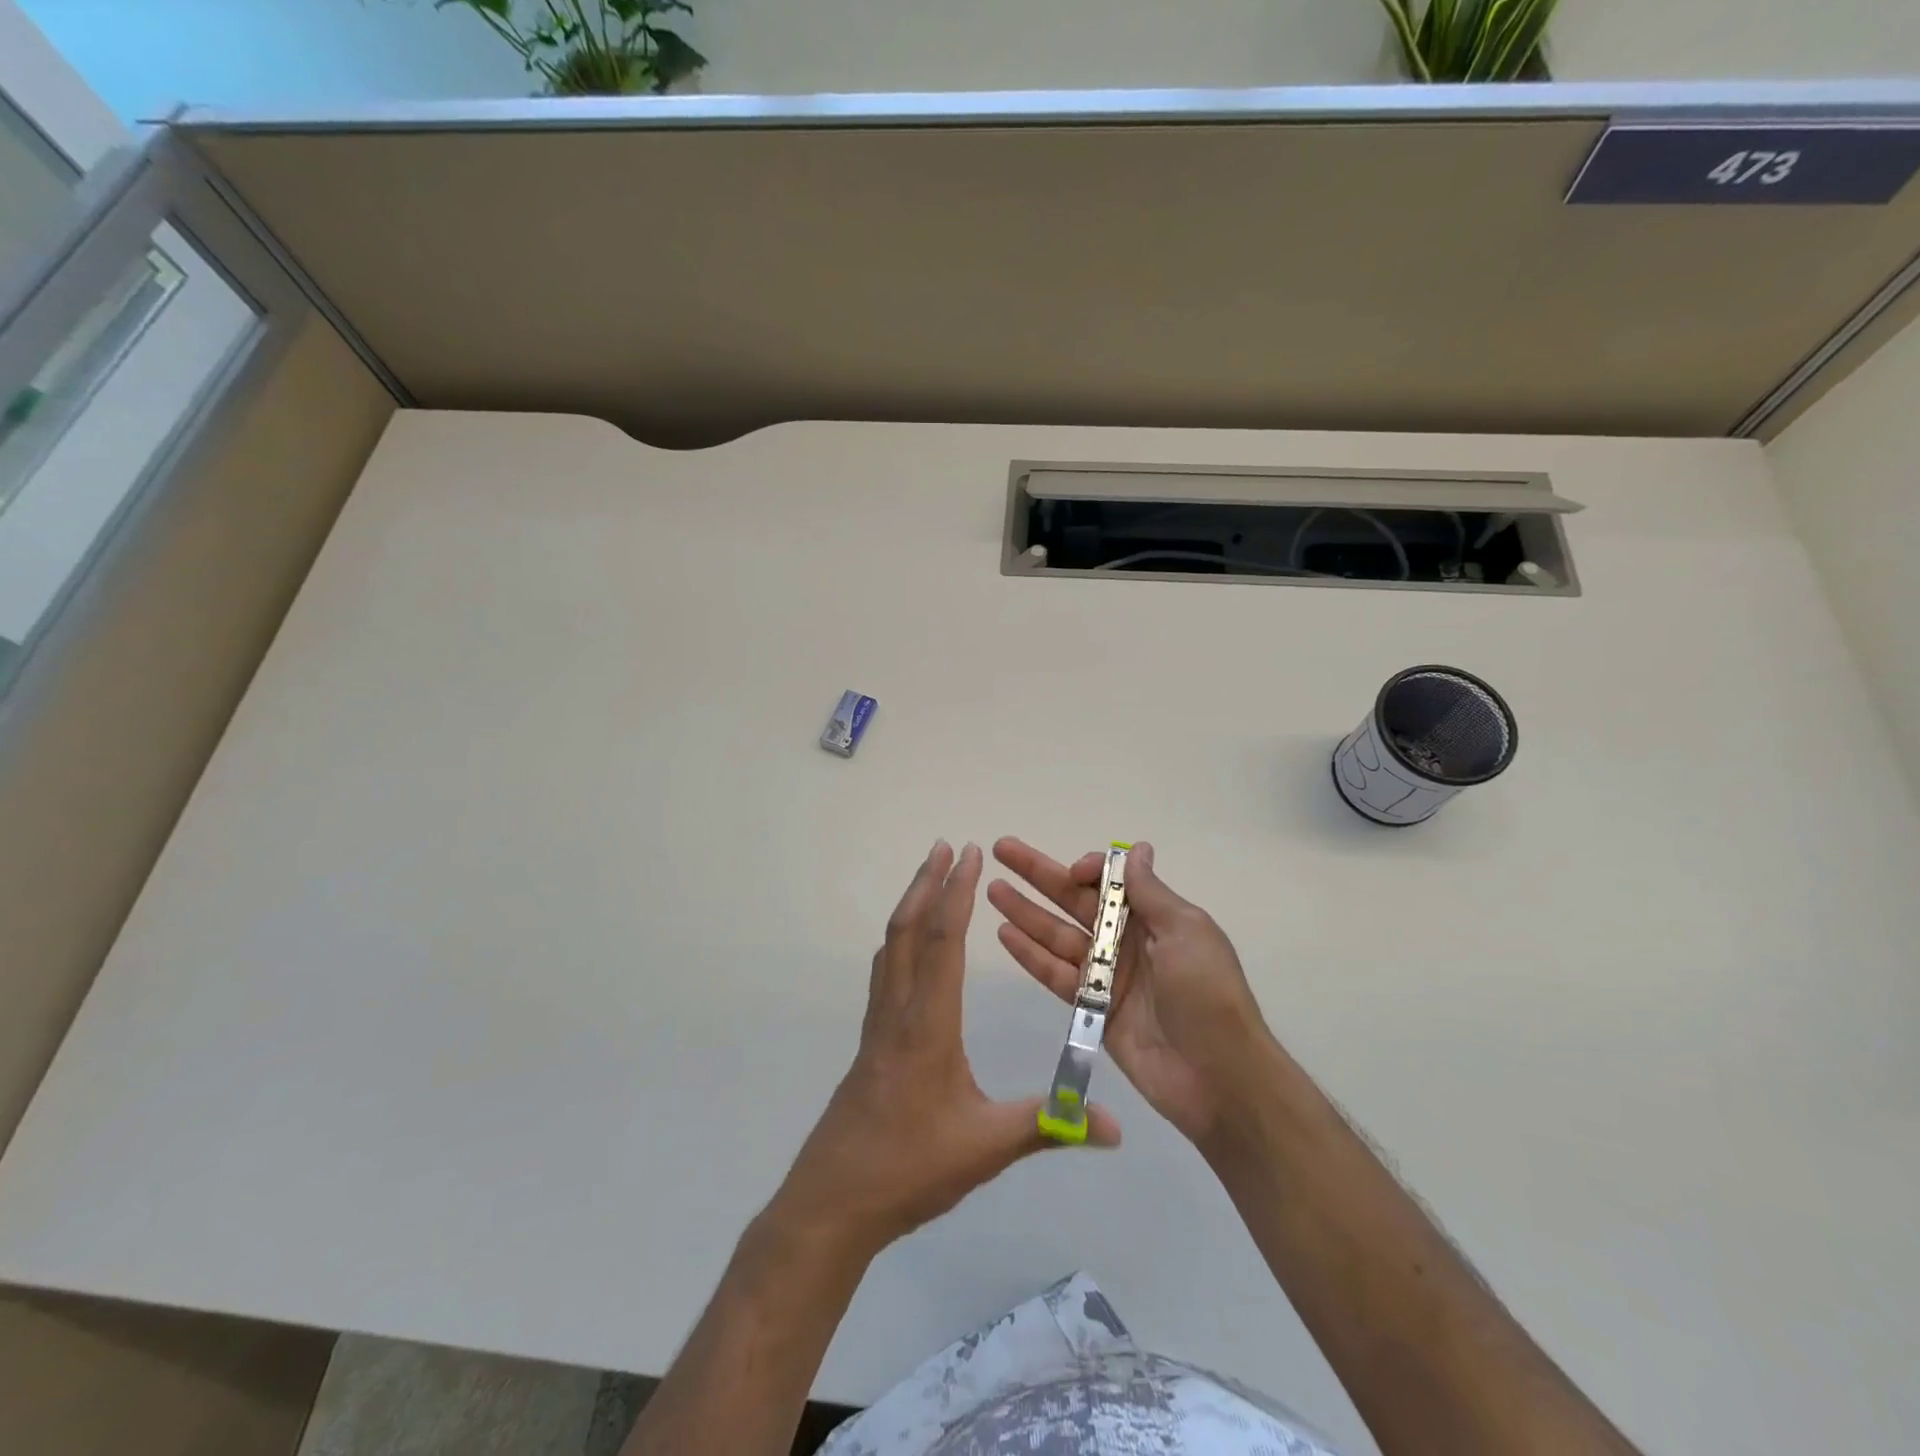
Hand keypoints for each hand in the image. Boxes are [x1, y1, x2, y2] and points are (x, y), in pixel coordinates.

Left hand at [771, 842, 1119, 1262]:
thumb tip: (1115, 1126)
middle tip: (945, 845)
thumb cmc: (911, 1167)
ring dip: (910, 905)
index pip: (943, 941)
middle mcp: (898, 1009)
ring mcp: (878, 1023)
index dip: (957, 892)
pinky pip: (885, 970)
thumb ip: (1050, 1127)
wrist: (835, 1199)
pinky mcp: (870, 1039)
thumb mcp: (986, 1148)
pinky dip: (901, 938)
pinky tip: (910, 947)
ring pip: (891, 946)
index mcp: (928, 1023)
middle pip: (908, 929)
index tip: (969, 854)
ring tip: (928, 878)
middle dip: (927, 882)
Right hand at [990, 839, 1273, 1148]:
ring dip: (1025, 911)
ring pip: (1057, 934)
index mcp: (1155, 918)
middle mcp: (1126, 941)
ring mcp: (1107, 975)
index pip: (1110, 882)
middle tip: (1001, 849)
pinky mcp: (1092, 1008)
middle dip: (1039, 874)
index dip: (1087, 869)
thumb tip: (1136, 848)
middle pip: (1074, 900)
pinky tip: (1004, 934)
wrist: (1218, 1079)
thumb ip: (1150, 892)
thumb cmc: (1208, 995)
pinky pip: (1055, 974)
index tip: (1073, 872)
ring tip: (992, 890)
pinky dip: (1030, 954)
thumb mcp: (1187, 932)